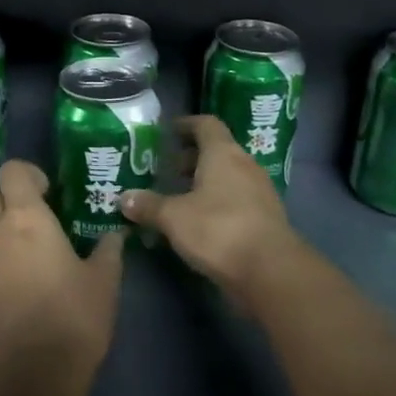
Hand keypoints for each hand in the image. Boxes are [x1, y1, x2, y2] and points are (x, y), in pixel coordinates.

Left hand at [0, 160, 123, 383]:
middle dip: (8, 202)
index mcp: (25, 219)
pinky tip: (16, 304)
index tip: (48, 192)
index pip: (11, 171)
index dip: (27, 174)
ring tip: (30, 268)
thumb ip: (108, 250)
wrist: (34, 376)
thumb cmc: (74, 316)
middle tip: (36, 224)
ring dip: (2, 242)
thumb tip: (114, 235)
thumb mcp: (105, 280)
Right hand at [119, 116, 299, 301]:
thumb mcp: (174, 217)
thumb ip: (149, 205)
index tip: (167, 132)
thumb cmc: (219, 230)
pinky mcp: (266, 218)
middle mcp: (245, 165)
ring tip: (178, 199)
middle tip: (165, 171)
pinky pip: (237, 200)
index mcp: (223, 153)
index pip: (206, 124)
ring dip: (204, 183)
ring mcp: (260, 192)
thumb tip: (124, 197)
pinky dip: (217, 204)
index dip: (186, 125)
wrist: (271, 271)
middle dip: (190, 159)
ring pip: (228, 177)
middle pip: (217, 151)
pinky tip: (199, 223)